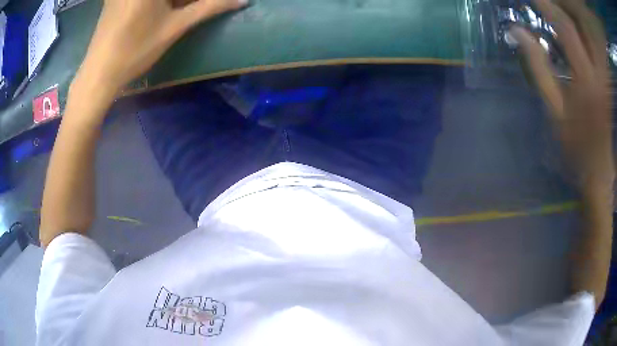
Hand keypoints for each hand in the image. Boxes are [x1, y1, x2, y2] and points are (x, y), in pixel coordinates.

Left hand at [73, 0, 246, 99]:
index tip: (204, 6)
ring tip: (180, 12)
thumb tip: (242, 0)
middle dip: (185, 1)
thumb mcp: (174, 27)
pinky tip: (164, 12)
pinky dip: (159, 3)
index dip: (196, 1)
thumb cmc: (135, 51)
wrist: (98, 75)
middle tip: (196, 8)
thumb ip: (209, 8)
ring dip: (175, 2)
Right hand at [510, 0, 613, 192]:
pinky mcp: (603, 77)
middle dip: (555, 5)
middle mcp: (596, 70)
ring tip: (549, 9)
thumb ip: (538, 67)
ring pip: (583, 31)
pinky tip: (565, 29)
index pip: (564, 27)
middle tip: (539, 0)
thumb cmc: (575, 147)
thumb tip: (519, 32)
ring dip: (565, 14)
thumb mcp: (554, 110)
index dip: (545, 4)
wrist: (600, 171)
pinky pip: (589, 44)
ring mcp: (602, 73)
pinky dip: (576, 31)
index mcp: (585, 78)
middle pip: (575, 24)